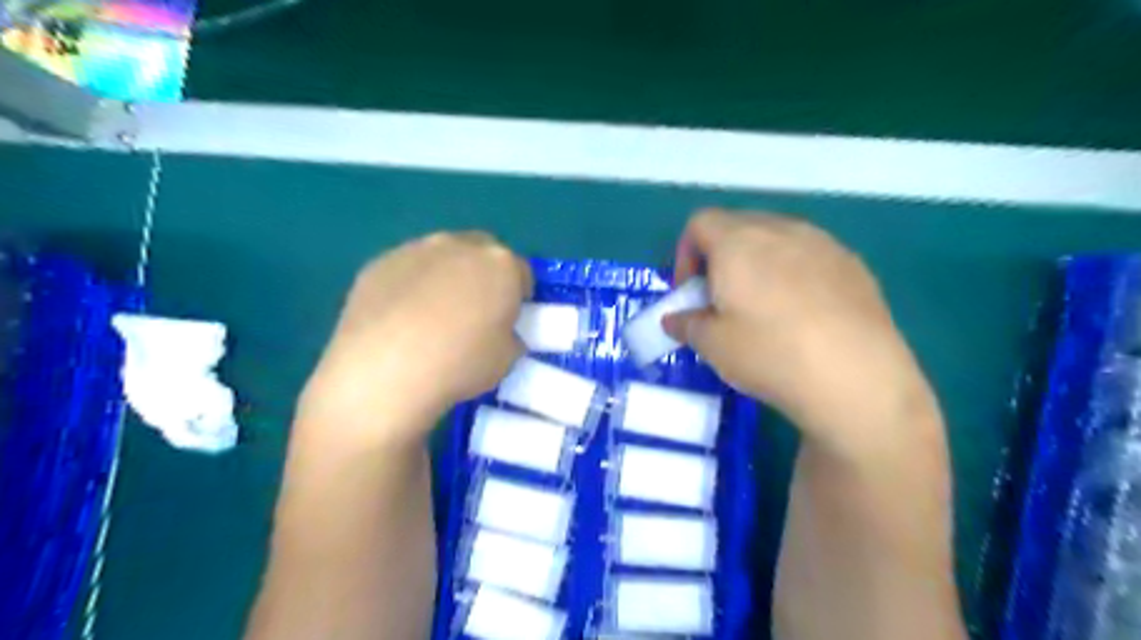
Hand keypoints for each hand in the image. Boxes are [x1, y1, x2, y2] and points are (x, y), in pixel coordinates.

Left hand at [302, 232, 534, 442]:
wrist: (386, 370)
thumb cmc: (460, 364)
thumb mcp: (507, 359)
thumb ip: (510, 336)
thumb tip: (500, 332)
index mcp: (501, 265)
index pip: (521, 272)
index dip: (518, 295)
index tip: (510, 318)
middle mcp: (460, 246)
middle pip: (481, 253)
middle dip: (482, 275)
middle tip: (474, 311)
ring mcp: (415, 250)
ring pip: (441, 256)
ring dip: (445, 276)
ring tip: (432, 315)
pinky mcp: (379, 263)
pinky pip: (405, 270)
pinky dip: (409, 286)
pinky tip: (399, 319)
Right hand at [665, 211, 940, 458]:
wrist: (856, 378)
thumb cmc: (769, 353)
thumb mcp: (712, 345)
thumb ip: (685, 323)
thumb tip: (674, 318)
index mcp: (738, 242)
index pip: (699, 223)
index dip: (685, 255)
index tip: (690, 292)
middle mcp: (780, 229)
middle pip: (738, 226)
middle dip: (720, 257)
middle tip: (721, 300)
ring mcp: (822, 243)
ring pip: (776, 239)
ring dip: (758, 263)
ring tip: (763, 307)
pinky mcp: (853, 264)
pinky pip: (810, 255)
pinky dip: (793, 273)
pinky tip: (803, 314)